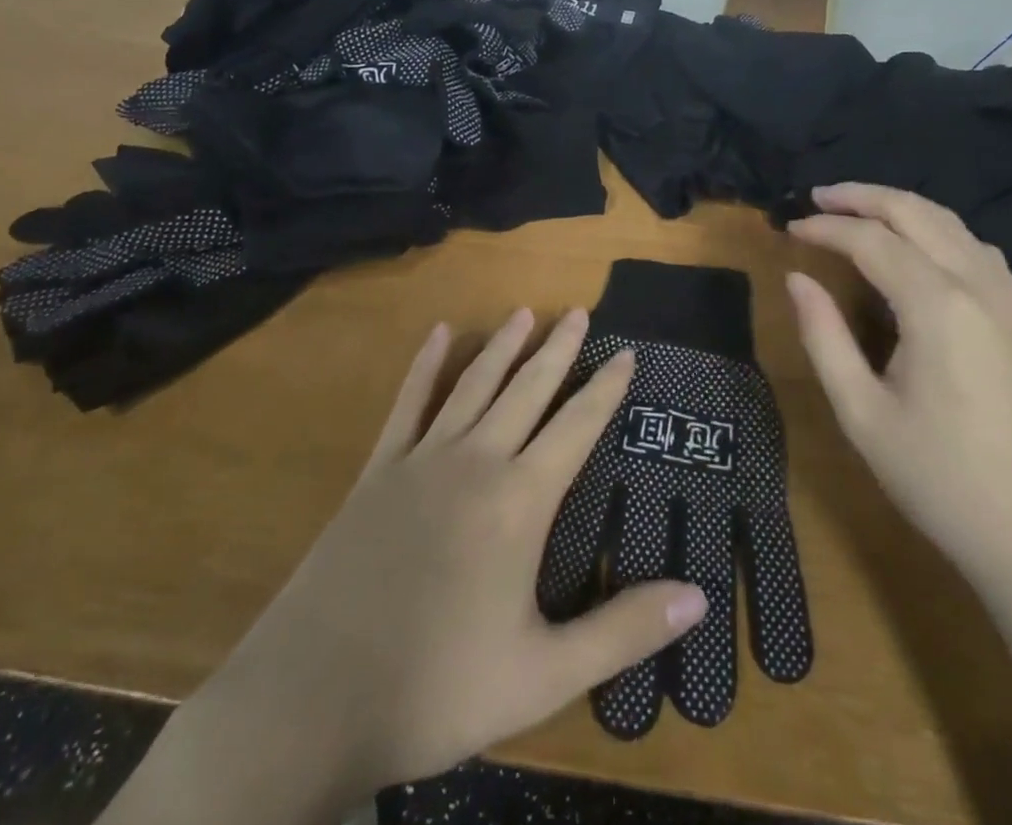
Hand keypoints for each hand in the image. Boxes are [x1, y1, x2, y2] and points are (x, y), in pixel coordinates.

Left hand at [105, 310, 707, 824]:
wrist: (311, 700)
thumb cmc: (436, 689)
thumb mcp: (542, 675)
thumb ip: (622, 631)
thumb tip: (700, 597)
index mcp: (519, 501)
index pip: (577, 427)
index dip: (605, 388)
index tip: (626, 352)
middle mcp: (476, 461)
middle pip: (528, 390)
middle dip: (558, 349)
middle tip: (578, 311)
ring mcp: (422, 459)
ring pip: (474, 385)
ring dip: (502, 346)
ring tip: (525, 312)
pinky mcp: (378, 470)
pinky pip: (408, 403)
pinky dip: (425, 365)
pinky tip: (438, 333)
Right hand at [785, 183, 1011, 593]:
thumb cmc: (941, 480)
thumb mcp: (862, 414)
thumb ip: (824, 338)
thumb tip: (797, 279)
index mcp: (936, 306)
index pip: (870, 240)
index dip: (825, 227)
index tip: (788, 228)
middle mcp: (977, 286)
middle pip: (915, 212)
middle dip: (862, 196)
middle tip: (817, 196)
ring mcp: (1008, 300)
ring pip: (951, 223)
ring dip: (901, 206)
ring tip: (857, 209)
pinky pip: (976, 247)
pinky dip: (937, 228)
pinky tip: (918, 245)